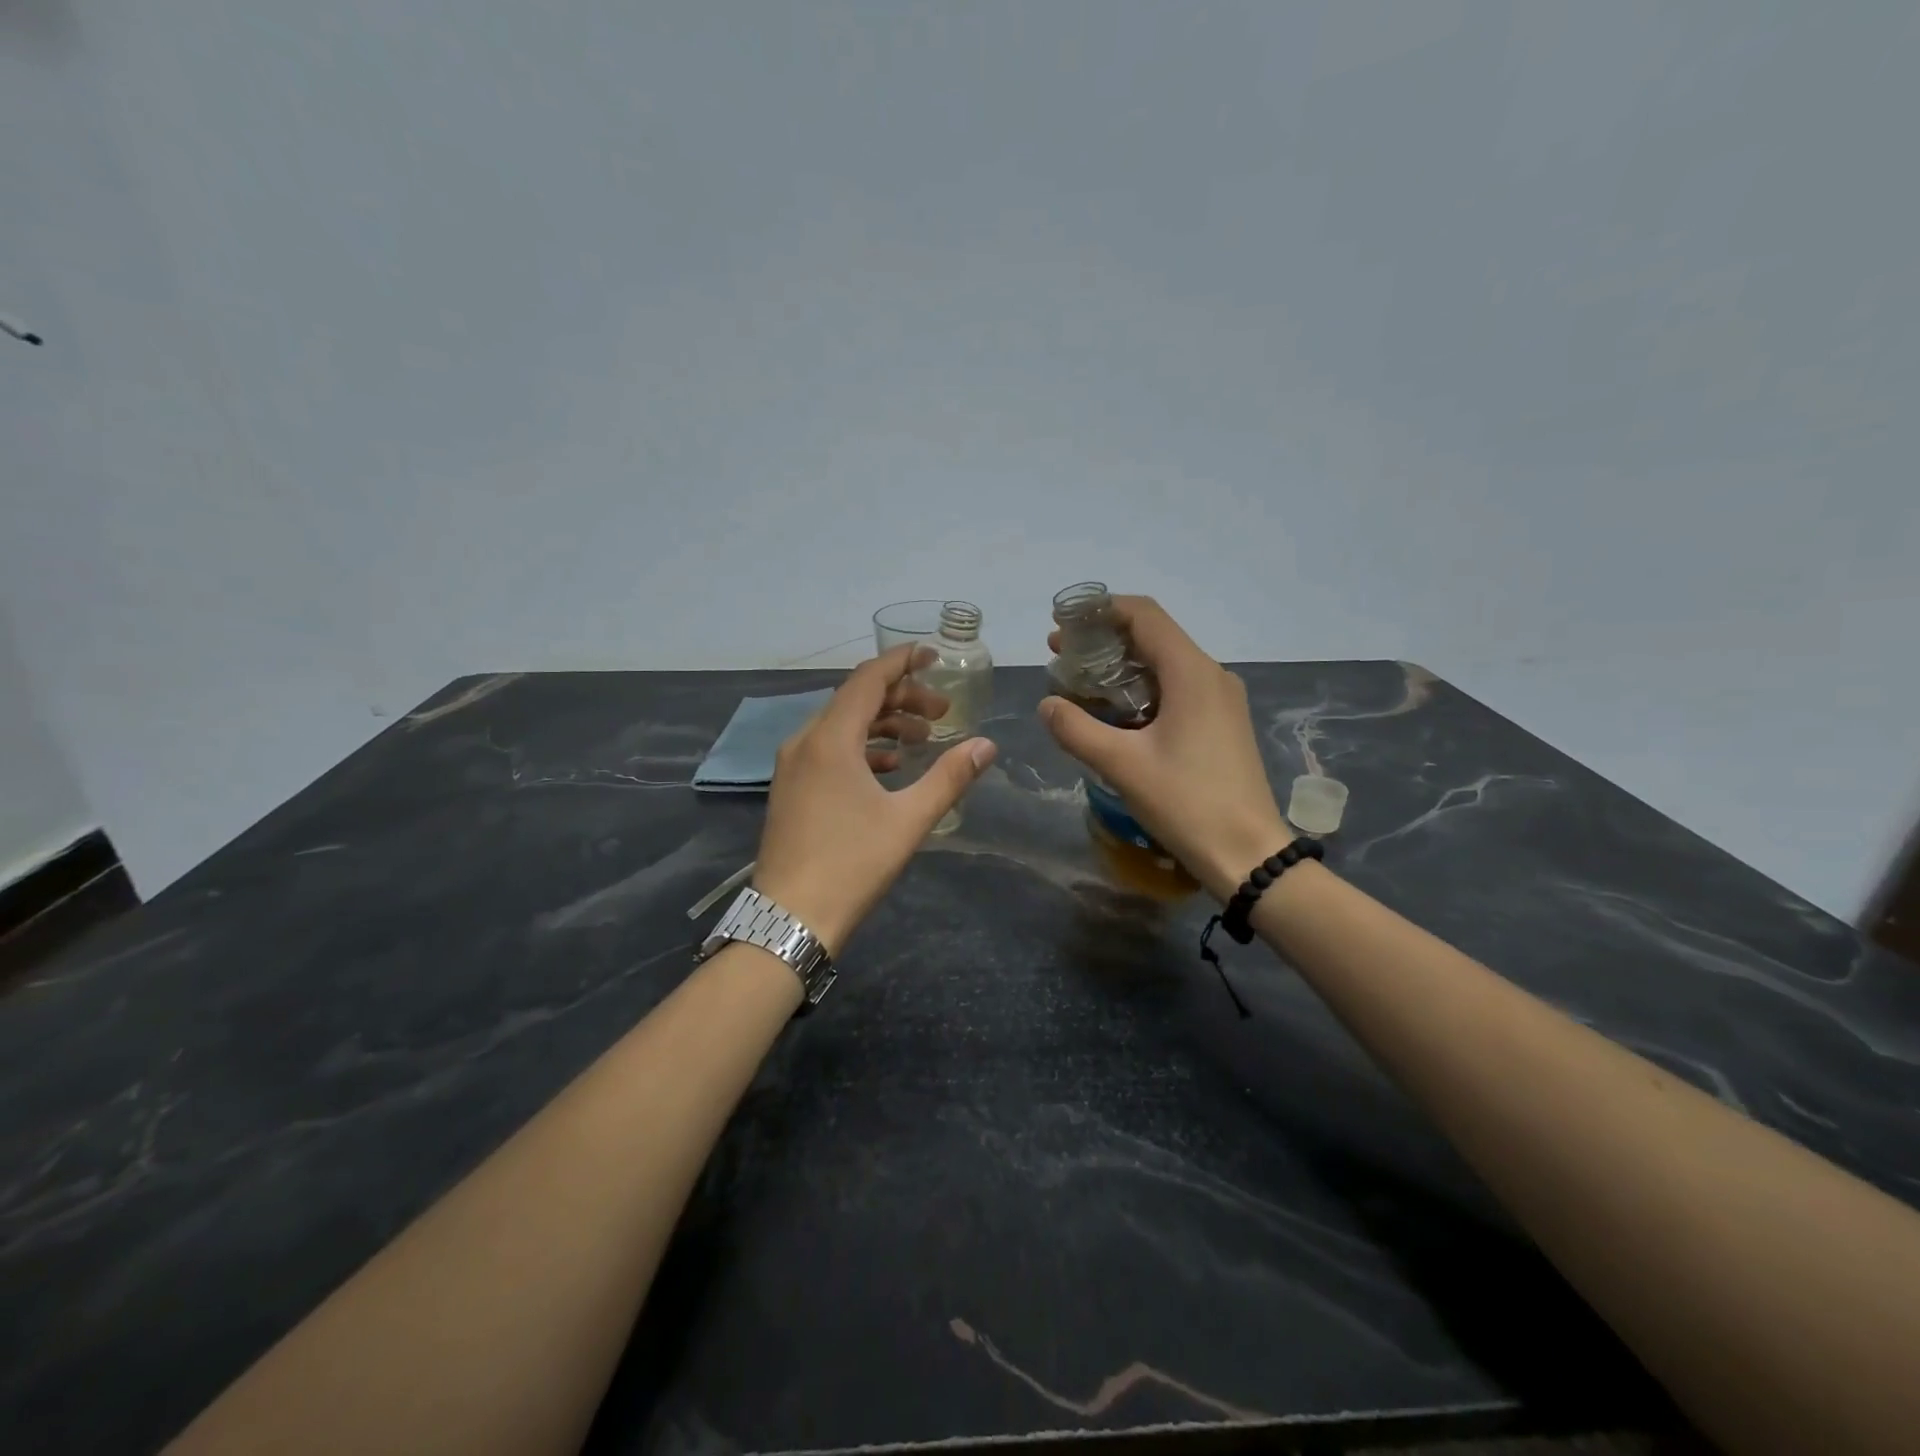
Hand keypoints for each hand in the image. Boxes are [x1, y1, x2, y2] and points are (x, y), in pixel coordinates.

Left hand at [754, 644, 998, 953]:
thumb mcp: (908, 820)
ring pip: (842, 725)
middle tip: (943, 713)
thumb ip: (949, 777)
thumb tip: (986, 745)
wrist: (790, 918)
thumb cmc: (851, 865)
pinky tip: (891, 767)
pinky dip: (863, 747)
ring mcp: (793, 766)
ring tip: (924, 739)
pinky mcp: (791, 788)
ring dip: (884, 724)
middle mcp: (805, 742)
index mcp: (830, 739)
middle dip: (902, 698)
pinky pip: (830, 750)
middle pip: (856, 700)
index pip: (868, 679)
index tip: (933, 655)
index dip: (902, 661)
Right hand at [1039, 596, 1289, 901]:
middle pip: (1153, 636)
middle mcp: (1211, 674)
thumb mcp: (1122, 765)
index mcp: (1191, 672)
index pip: (1144, 614)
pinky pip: (1177, 689)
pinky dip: (1142, 689)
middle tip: (1062, 659)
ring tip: (1081, 687)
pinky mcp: (1222, 723)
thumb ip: (1077, 729)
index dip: (1100, 610)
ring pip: (1165, 664)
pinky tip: (1116, 715)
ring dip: (1121, 668)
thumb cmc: (1187, 802)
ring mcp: (1221, 699)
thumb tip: (1047, 704)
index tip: (1062, 624)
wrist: (1248, 854)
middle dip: (1104, 641)